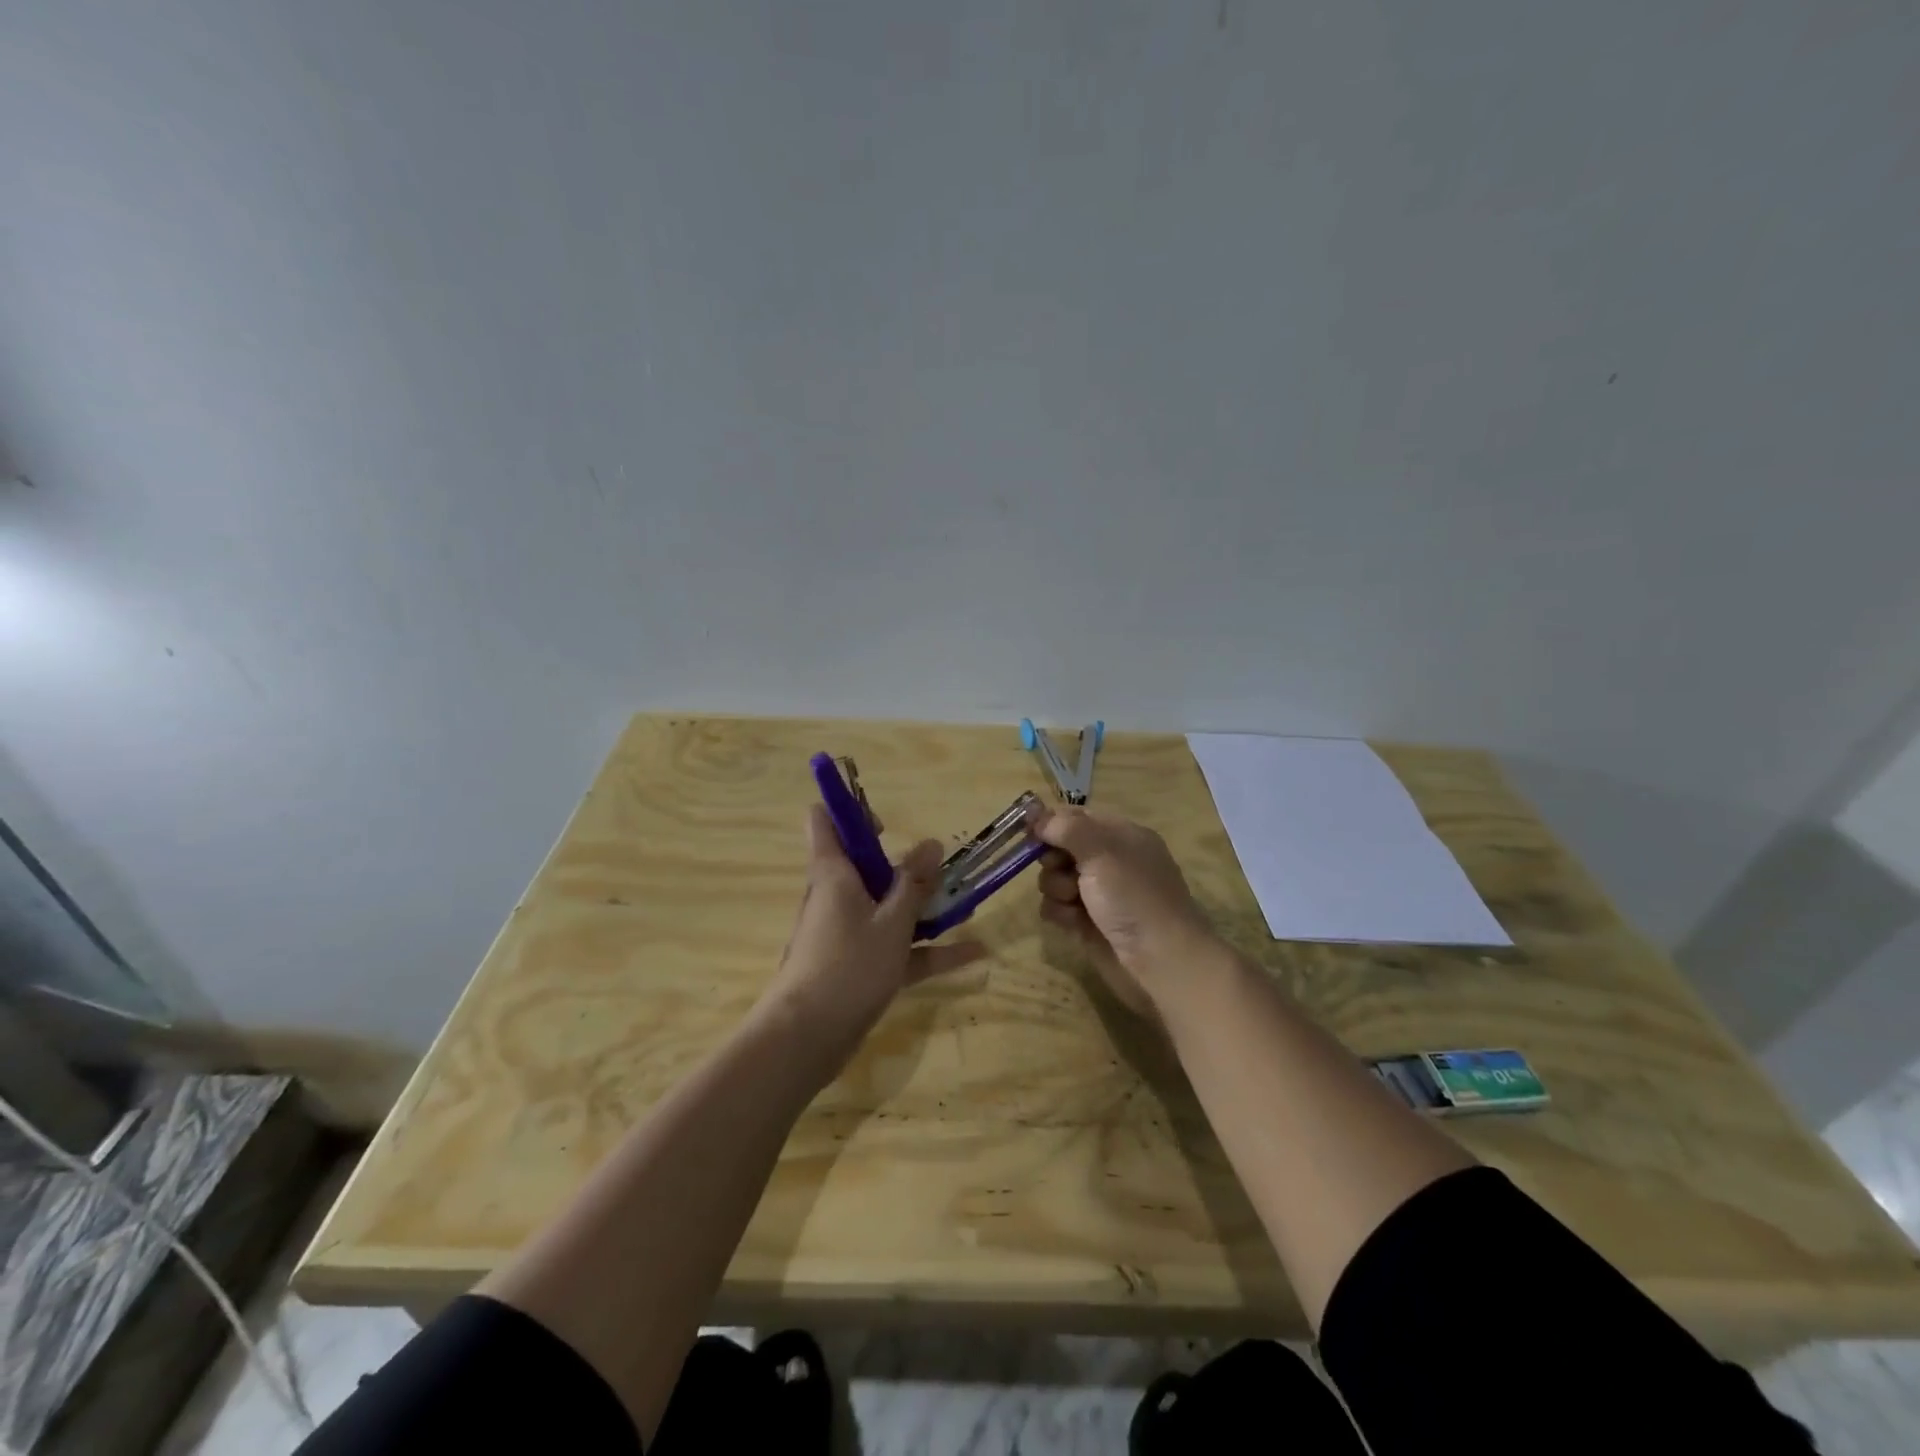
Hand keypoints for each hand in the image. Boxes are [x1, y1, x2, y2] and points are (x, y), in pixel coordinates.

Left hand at [761, 805, 985, 1052]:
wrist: (806, 1039)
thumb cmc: (848, 966)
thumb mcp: (891, 922)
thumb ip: (913, 884)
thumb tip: (930, 843)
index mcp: (833, 874)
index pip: (826, 823)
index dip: (851, 813)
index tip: (884, 823)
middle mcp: (836, 897)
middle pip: (866, 867)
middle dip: (905, 865)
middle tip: (942, 869)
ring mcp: (847, 933)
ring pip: (886, 909)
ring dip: (923, 907)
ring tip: (968, 904)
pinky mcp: (857, 966)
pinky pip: (896, 948)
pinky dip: (928, 950)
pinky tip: (973, 953)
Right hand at [1031, 805, 1219, 1017]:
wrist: (1161, 963)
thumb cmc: (1134, 898)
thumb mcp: (1102, 851)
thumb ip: (1066, 827)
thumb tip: (1036, 815)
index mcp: (1120, 835)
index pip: (1076, 817)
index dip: (1051, 822)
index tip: (1031, 832)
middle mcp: (1108, 861)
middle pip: (1060, 847)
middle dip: (1053, 859)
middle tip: (1060, 869)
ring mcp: (1097, 893)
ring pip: (1054, 878)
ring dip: (1056, 888)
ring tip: (1073, 901)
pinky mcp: (1087, 923)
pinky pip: (1057, 907)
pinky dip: (1060, 913)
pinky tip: (1073, 923)